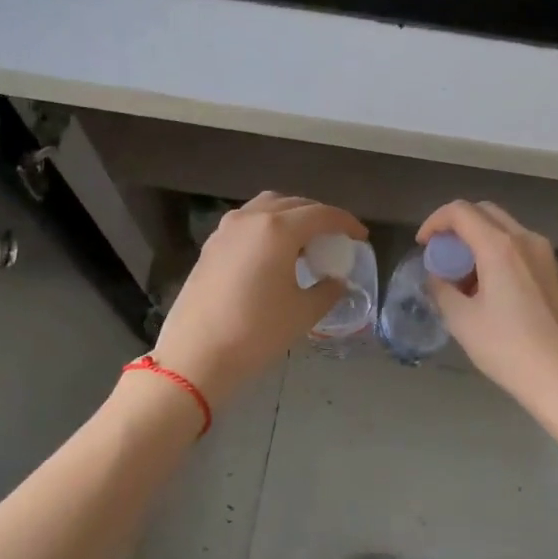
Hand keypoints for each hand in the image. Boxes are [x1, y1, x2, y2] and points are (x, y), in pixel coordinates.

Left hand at [151, 192, 366, 409]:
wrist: (197, 354)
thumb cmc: (256, 331)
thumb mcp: (303, 313)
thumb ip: (327, 290)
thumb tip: (336, 281)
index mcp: (278, 229)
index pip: (321, 214)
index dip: (346, 223)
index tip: (361, 236)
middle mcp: (251, 218)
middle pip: (293, 204)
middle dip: (319, 216)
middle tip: (335, 238)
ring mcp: (226, 229)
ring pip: (266, 207)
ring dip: (290, 216)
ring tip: (304, 241)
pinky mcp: (211, 245)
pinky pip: (247, 222)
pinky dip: (267, 226)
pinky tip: (273, 253)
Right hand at [417, 200, 557, 443]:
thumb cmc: (508, 349)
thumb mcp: (462, 321)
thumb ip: (441, 289)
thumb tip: (437, 276)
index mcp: (500, 246)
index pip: (460, 212)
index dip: (434, 222)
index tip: (422, 246)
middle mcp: (526, 240)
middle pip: (485, 212)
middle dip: (457, 226)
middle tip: (441, 255)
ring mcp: (546, 255)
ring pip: (505, 229)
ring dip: (478, 240)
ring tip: (463, 276)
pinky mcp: (556, 273)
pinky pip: (520, 247)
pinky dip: (498, 253)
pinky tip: (489, 287)